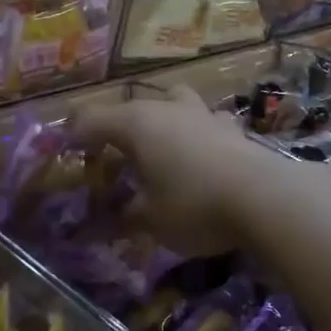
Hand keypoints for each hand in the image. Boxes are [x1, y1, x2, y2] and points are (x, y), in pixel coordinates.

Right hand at [72, 86, 295, 254]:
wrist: (266, 198)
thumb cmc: (194, 205)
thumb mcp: (150, 220)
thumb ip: (121, 218)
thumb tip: (96, 226)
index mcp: (137, 123)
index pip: (91, 119)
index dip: (74, 136)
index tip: (64, 155)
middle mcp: (168, 108)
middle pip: (132, 108)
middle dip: (117, 129)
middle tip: (112, 159)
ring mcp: (204, 114)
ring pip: (174, 104)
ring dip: (161, 123)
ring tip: (160, 152)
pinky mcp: (232, 128)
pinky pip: (204, 123)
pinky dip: (195, 136)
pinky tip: (200, 159)